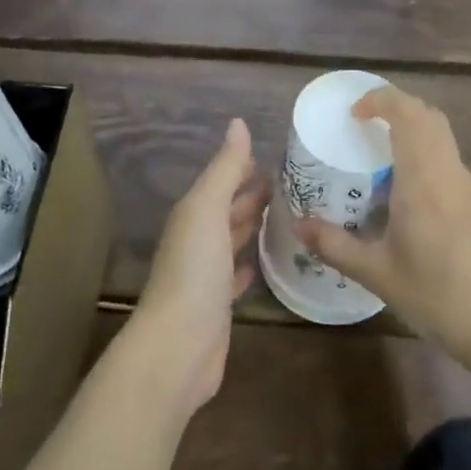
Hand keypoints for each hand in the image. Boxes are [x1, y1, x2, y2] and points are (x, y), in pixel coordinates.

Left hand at [132, 119, 265, 413]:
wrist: (178, 346)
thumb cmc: (194, 270)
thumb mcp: (208, 209)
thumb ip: (225, 169)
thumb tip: (238, 123)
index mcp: (192, 214)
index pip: (221, 182)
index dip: (243, 167)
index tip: (277, 157)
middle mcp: (196, 240)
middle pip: (226, 210)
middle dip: (251, 195)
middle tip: (292, 184)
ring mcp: (205, 274)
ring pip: (231, 240)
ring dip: (251, 226)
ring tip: (287, 215)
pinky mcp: (217, 305)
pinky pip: (234, 276)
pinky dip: (247, 264)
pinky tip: (262, 262)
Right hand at [295, 86, 470, 367]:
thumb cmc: (439, 296)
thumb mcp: (377, 273)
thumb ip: (334, 245)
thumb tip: (297, 226)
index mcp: (425, 178)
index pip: (408, 112)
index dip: (381, 99)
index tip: (354, 113)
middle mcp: (452, 173)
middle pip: (430, 118)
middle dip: (397, 110)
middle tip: (365, 129)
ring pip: (444, 142)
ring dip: (414, 137)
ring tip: (381, 166)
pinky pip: (452, 169)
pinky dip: (428, 164)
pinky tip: (411, 205)